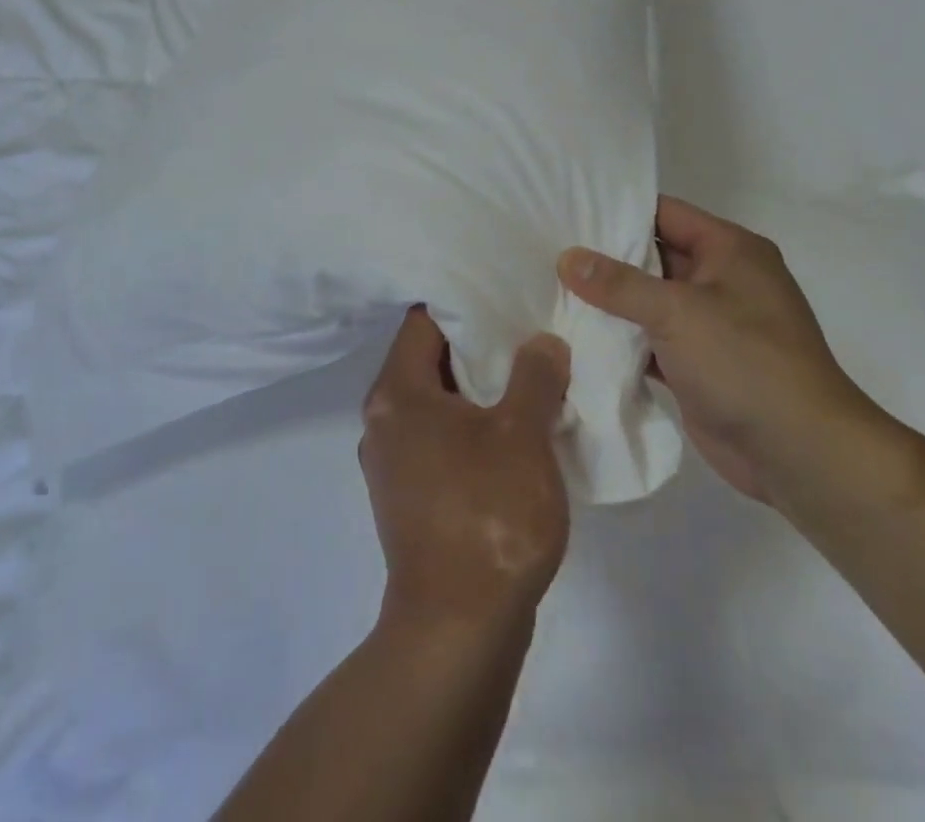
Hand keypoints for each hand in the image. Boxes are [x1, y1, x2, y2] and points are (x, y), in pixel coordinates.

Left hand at [360, 307, 571, 629]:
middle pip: (429, 359)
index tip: (503, 294)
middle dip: (478, 346)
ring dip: (479, 390)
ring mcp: (392, 461)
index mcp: (397, 393)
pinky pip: (439, 438)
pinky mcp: (409, 496)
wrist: (459, 630)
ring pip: (437, 402)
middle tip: (525, 330)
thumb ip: (534, 376)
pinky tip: (513, 430)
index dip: (464, 303)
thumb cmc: (488, 515)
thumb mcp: (522, 434)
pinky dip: (471, 426)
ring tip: (528, 375)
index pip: (423, 321)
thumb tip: (541, 342)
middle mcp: (383, 419)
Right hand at [559, 195, 887, 506]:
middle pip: (653, 257)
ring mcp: (710, 325)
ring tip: (550, 288)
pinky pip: (650, 340)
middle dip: (605, 258)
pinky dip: (621, 340)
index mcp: (729, 250)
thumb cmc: (745, 363)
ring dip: (609, 302)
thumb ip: (619, 284)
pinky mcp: (697, 365)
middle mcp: (721, 280)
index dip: (618, 210)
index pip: (664, 213)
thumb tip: (567, 258)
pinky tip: (577, 336)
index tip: (569, 209)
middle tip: (549, 249)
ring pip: (648, 301)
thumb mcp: (678, 312)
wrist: (801, 454)